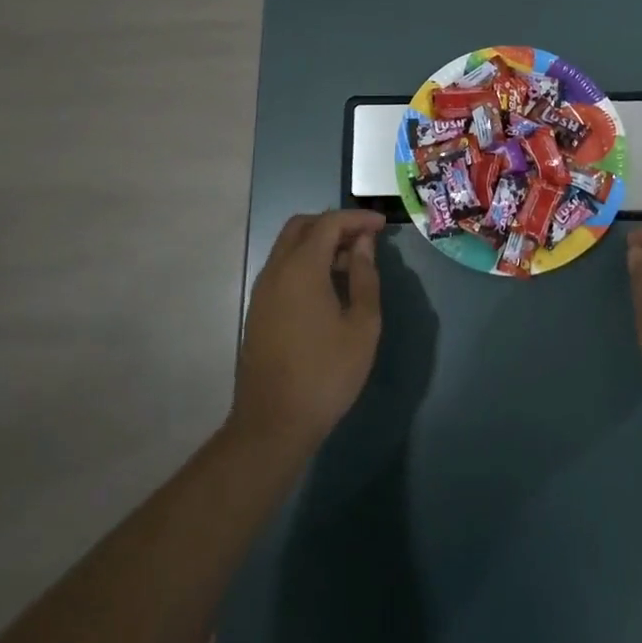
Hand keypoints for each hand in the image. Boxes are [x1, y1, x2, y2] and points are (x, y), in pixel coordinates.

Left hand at [228, 210, 383, 455]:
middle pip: (302, 226)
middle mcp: (276, 270)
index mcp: (301, 268)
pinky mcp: (258, 309)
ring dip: (319, 243)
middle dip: (334, 224)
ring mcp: (262, 290)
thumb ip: (364, 277)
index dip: (357, 218)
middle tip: (365, 239)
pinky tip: (328, 286)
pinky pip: (282, 268)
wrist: (273, 423)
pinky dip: (305, 262)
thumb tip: (363, 244)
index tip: (383, 225)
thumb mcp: (362, 325)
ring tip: (351, 264)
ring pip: (288, 246)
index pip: (329, 223)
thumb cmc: (326, 373)